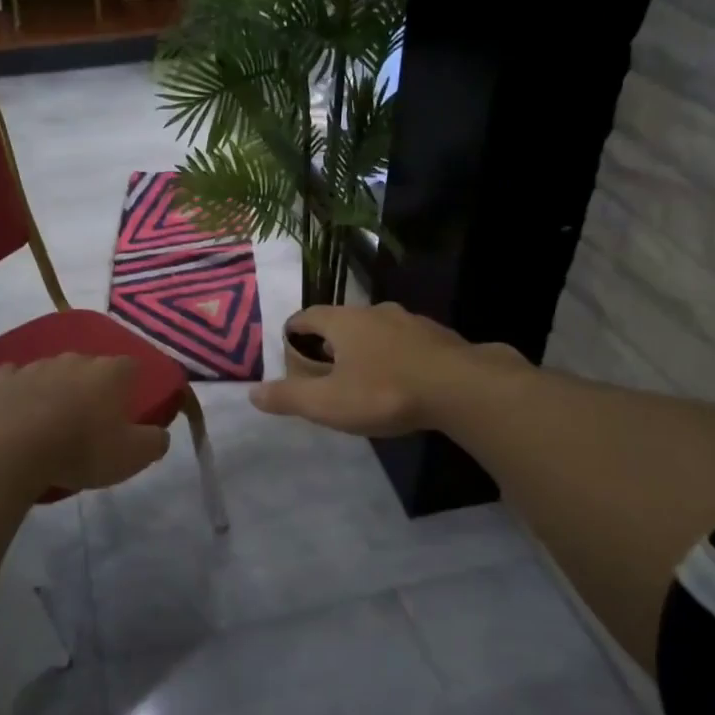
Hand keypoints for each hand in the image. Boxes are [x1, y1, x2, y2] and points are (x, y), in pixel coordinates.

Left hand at [0, 355, 168, 492]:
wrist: (9, 451)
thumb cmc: (80, 450)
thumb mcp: (132, 456)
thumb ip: (155, 441)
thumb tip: (161, 434)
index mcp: (110, 373)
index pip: (132, 366)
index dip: (133, 384)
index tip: (130, 406)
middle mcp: (75, 360)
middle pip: (92, 366)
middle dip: (94, 385)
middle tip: (92, 418)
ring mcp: (35, 366)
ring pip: (54, 370)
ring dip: (57, 387)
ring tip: (54, 419)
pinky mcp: (1, 380)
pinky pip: (15, 377)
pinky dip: (20, 389)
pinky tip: (18, 407)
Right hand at [250, 303, 525, 436]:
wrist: (462, 388)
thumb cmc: (384, 392)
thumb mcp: (328, 403)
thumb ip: (289, 397)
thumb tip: (252, 393)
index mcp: (343, 321)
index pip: (306, 316)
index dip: (293, 333)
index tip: (289, 353)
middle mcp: (374, 311)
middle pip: (341, 322)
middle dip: (329, 344)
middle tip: (324, 372)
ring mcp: (410, 320)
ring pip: (376, 330)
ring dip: (364, 349)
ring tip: (362, 378)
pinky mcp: (438, 336)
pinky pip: (405, 342)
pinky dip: (395, 356)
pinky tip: (401, 381)